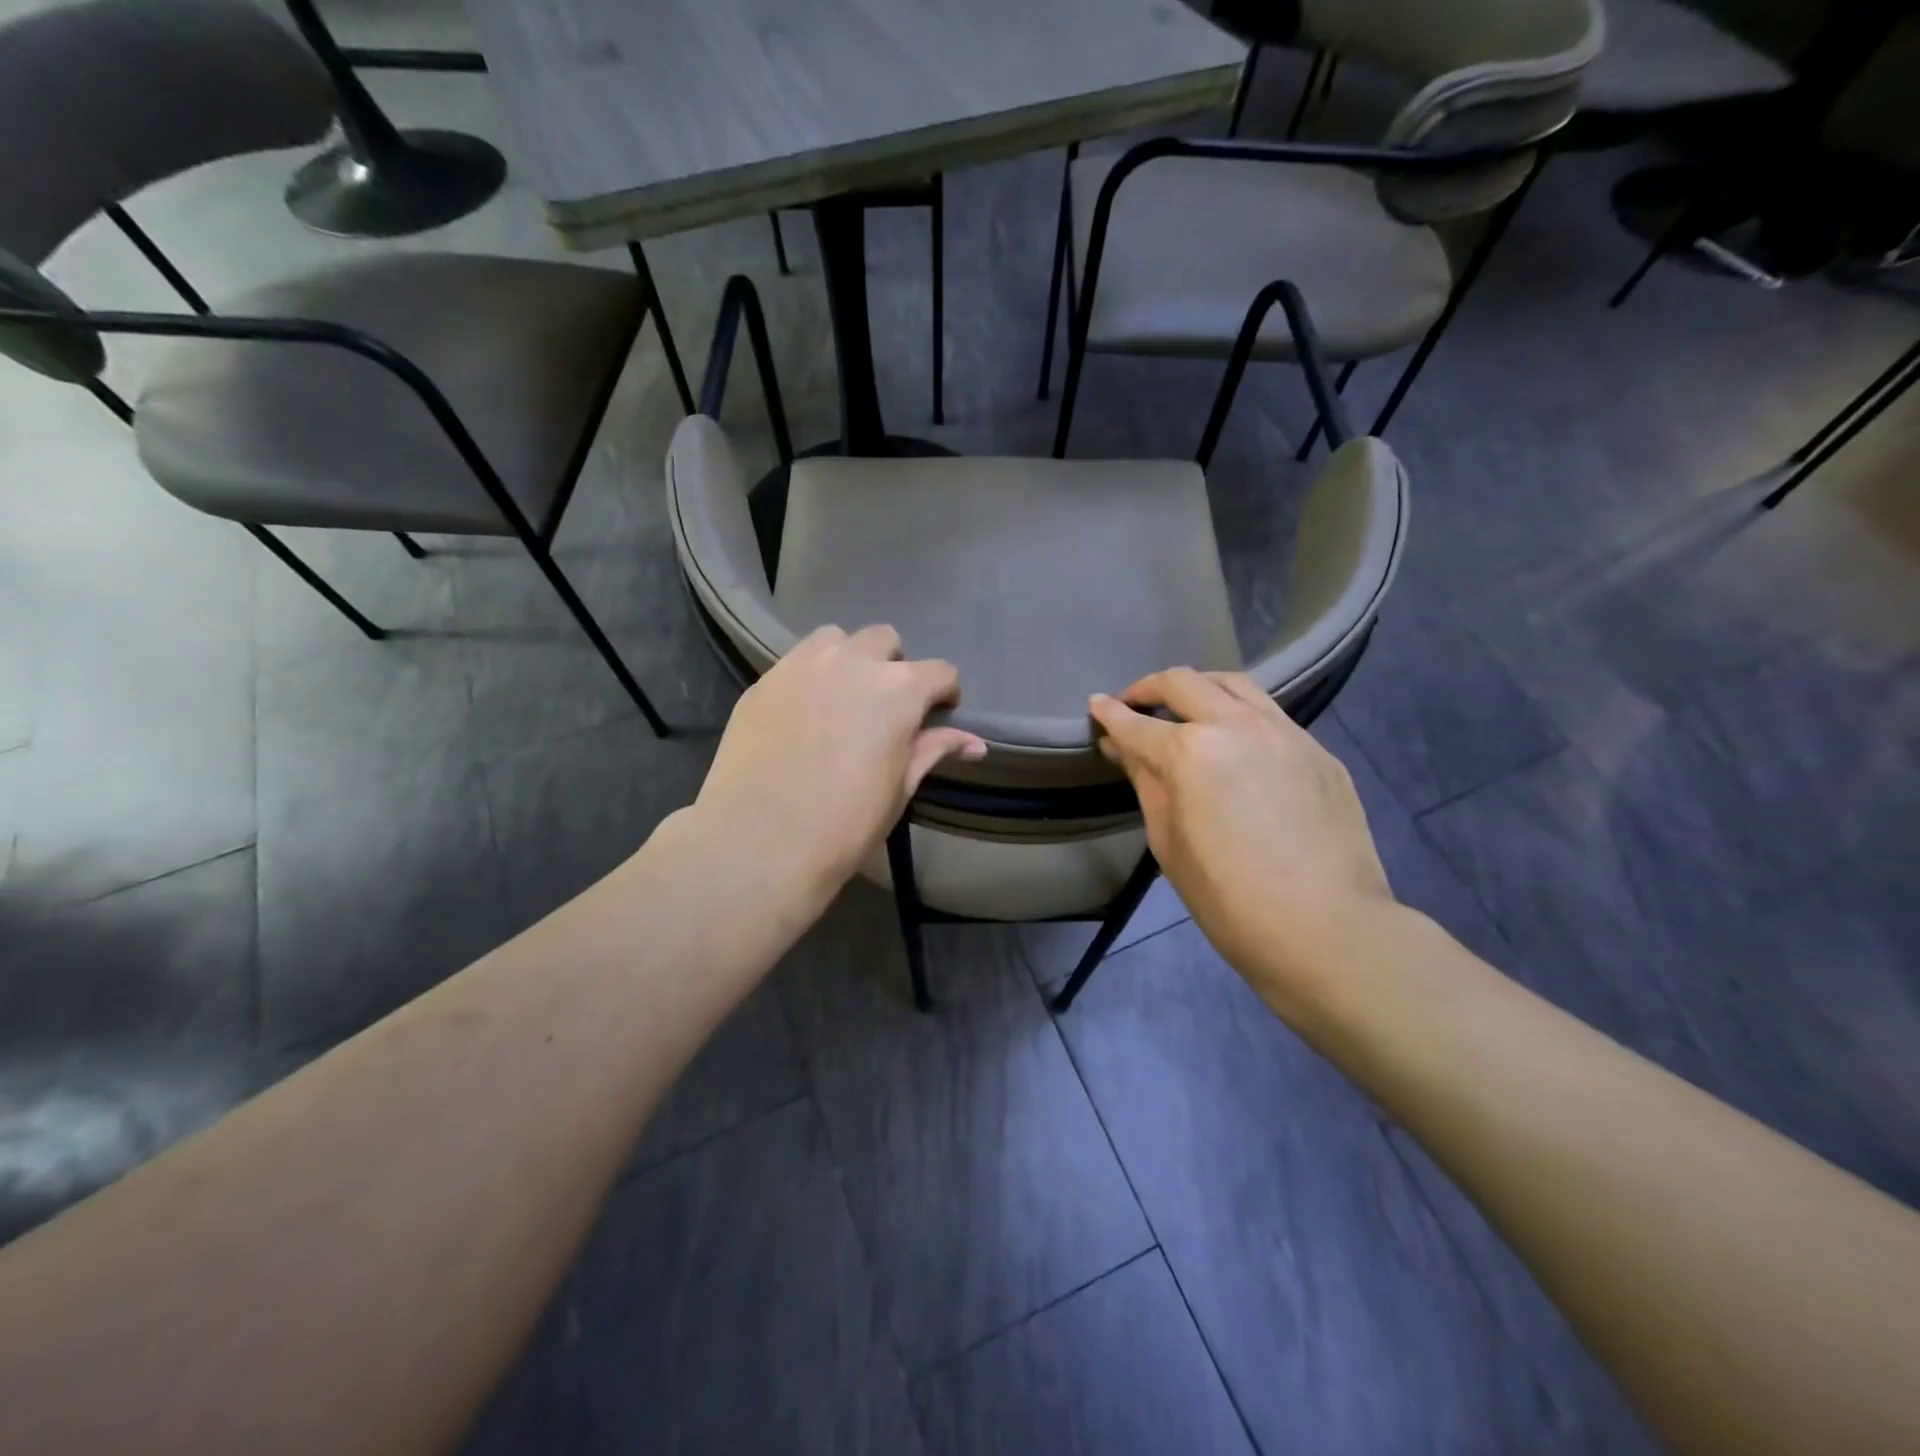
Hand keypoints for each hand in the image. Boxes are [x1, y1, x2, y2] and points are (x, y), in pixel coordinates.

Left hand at [694, 624, 985, 905]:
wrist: (759, 842)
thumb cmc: (844, 824)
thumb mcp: (899, 789)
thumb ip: (933, 751)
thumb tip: (975, 743)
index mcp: (898, 690)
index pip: (939, 672)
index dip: (945, 693)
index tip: (938, 714)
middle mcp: (852, 662)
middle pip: (885, 640)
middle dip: (894, 665)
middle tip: (885, 706)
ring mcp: (802, 665)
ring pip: (836, 638)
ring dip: (850, 658)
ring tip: (842, 697)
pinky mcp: (764, 680)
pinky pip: (797, 660)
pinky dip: (811, 674)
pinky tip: (803, 712)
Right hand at [1089, 669, 1393, 1004]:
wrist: (1327, 928)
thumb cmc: (1228, 899)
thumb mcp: (1168, 843)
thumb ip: (1147, 784)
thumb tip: (1126, 749)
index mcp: (1189, 753)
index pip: (1136, 724)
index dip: (1109, 715)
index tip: (1096, 706)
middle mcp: (1235, 725)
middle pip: (1183, 683)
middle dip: (1148, 687)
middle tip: (1133, 703)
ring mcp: (1284, 732)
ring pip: (1233, 683)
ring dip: (1199, 687)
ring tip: (1185, 705)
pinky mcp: (1317, 749)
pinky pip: (1270, 714)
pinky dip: (1240, 713)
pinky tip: (1236, 741)